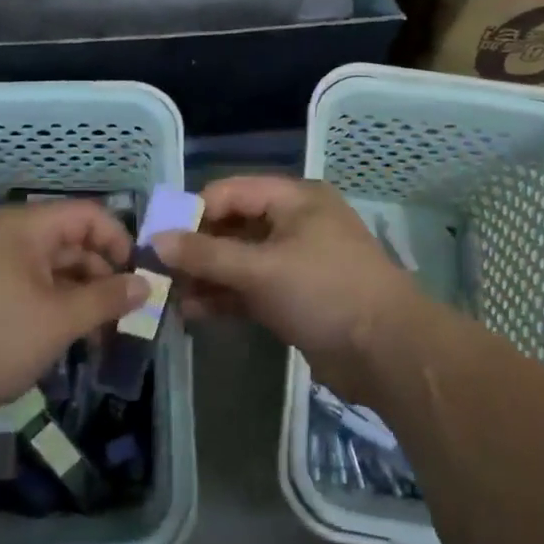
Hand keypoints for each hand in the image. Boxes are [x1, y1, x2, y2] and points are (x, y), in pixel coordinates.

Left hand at [0, 200, 146, 430]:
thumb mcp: (59, 319)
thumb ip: (107, 299)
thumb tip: (146, 285)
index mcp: (26, 227)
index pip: (89, 216)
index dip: (120, 242)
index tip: (141, 280)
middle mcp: (10, 239)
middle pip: (72, 245)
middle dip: (104, 279)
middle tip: (128, 318)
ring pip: (53, 274)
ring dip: (82, 301)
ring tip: (103, 339)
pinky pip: (31, 294)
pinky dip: (55, 312)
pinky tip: (71, 344)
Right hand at [151, 176, 421, 401]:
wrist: (387, 351)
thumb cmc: (325, 292)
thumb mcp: (261, 269)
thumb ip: (207, 254)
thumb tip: (156, 240)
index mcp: (294, 199)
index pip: (230, 192)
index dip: (192, 213)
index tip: (157, 239)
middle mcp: (294, 223)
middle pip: (233, 227)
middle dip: (196, 249)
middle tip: (158, 272)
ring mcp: (295, 261)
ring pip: (239, 261)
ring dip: (206, 276)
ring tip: (169, 297)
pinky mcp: (295, 297)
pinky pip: (251, 289)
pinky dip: (225, 297)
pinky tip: (193, 312)